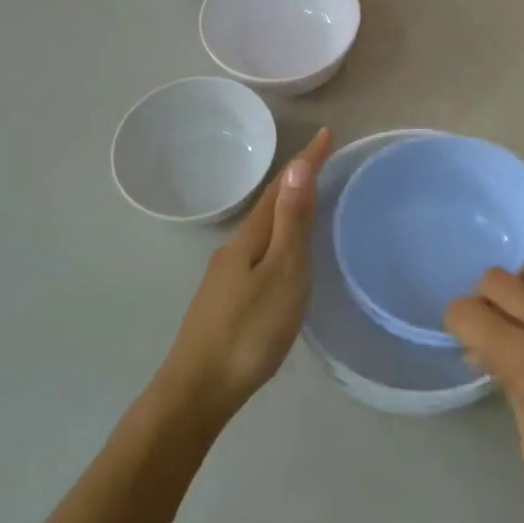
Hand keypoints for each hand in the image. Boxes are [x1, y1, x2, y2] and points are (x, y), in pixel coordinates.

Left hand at [153, 129, 331, 426]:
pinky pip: (258, 251)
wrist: (197, 389)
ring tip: (308, 201)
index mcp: (251, 237)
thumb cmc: (249, 331)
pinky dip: (277, 237)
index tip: (326, 133)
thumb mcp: (282, 274)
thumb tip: (298, 166)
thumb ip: (291, 223)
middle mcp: (235, 247)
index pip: (283, 187)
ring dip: (285, 208)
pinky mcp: (226, 298)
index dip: (306, 160)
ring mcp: (226, 274)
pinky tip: (282, 256)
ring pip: (262, 229)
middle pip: (270, 204)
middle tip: (323, 161)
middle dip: (296, 180)